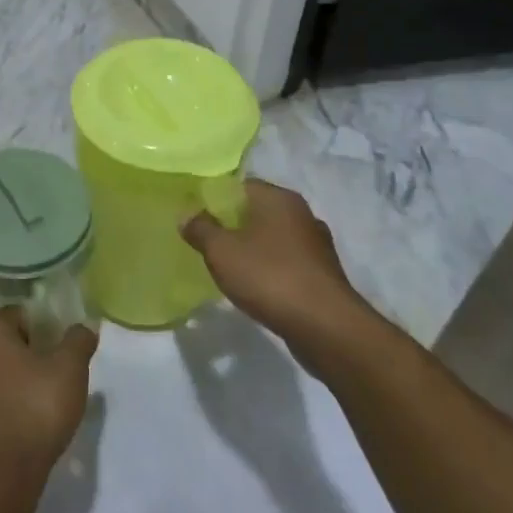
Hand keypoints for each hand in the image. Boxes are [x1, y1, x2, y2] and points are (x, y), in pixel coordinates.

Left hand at [0, 308, 96, 481]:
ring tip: (52, 391)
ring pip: (2, 371)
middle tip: (62, 363)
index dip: (43, 320)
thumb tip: (84, 327)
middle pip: (8, 341)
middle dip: (34, 348)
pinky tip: (36, 415)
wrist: (7, 468)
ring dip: (23, 376)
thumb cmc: (36, 404)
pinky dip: (15, 400)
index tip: (63, 337)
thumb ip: (78, 341)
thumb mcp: (69, 367)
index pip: (17, 312)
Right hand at [181, 179, 376, 372]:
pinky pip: (287, 262)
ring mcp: (316, 245)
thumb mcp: (221, 251)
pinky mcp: (322, 274)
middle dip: (232, 224)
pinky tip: (255, 286)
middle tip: (207, 242)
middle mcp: (302, 214)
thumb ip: (200, 229)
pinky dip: (270, 269)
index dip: (215, 198)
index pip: (240, 185)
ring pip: (273, 237)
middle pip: (257, 210)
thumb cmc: (269, 277)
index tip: (196, 216)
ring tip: (228, 266)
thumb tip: (187, 214)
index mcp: (279, 198)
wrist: (326, 328)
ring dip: (252, 248)